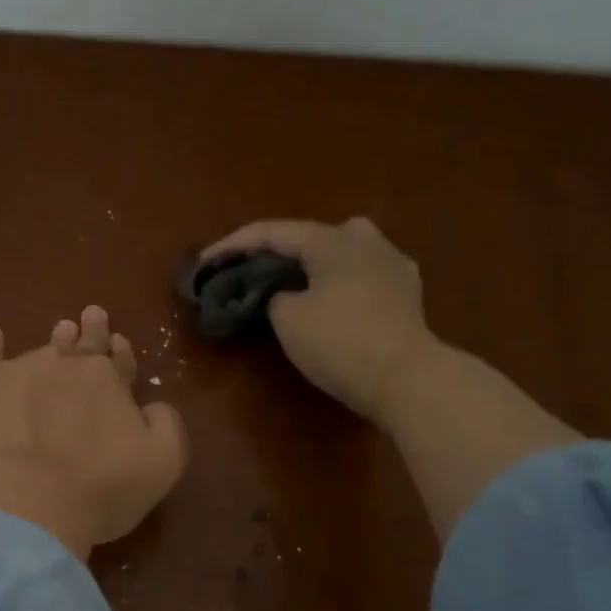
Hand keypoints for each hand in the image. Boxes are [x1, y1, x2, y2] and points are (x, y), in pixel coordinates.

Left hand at [0, 307, 188, 561]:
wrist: (27, 501)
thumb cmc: (102, 486)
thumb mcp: (163, 461)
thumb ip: (164, 423)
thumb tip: (151, 406)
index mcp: (109, 380)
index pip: (118, 360)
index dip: (121, 353)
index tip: (119, 343)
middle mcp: (65, 366)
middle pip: (82, 345)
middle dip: (91, 332)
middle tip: (92, 315)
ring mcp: (20, 373)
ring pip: (42, 350)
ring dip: (55, 340)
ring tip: (61, 329)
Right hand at [201, 217, 434, 425]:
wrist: (406, 377)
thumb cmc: (340, 342)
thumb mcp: (288, 319)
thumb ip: (274, 296)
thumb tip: (285, 294)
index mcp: (332, 239)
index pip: (272, 233)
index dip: (233, 246)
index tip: (205, 262)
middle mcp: (365, 239)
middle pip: (309, 239)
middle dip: (276, 254)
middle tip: (250, 273)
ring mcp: (392, 263)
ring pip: (338, 256)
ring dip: (309, 268)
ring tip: (287, 287)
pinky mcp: (406, 292)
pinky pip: (359, 278)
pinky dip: (335, 285)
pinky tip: (327, 301)